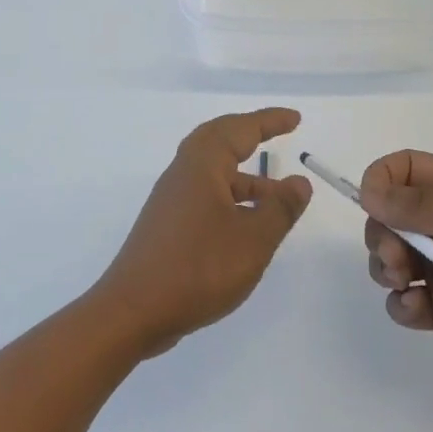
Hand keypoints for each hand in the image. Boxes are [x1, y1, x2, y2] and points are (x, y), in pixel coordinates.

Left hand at [93, 109, 312, 356]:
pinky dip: (231, 199)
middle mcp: (182, 175)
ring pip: (212, 174)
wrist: (134, 311)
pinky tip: (247, 227)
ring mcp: (171, 202)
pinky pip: (205, 197)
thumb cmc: (198, 268)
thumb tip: (298, 182)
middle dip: (249, 135)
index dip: (269, 122)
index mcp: (201, 166)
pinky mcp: (167, 227)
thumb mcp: (253, 240)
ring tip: (279, 199)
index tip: (295, 119)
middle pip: (218, 141)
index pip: (239, 129)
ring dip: (245, 177)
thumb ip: (280, 208)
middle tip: (278, 134)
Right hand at [360, 150, 432, 382]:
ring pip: (386, 257)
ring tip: (406, 284)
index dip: (380, 181)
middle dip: (380, 235)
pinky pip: (400, 300)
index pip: (401, 169)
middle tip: (396, 258)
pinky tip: (419, 309)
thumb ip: (422, 207)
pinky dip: (401, 304)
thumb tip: (367, 192)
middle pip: (384, 216)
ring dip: (385, 268)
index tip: (373, 205)